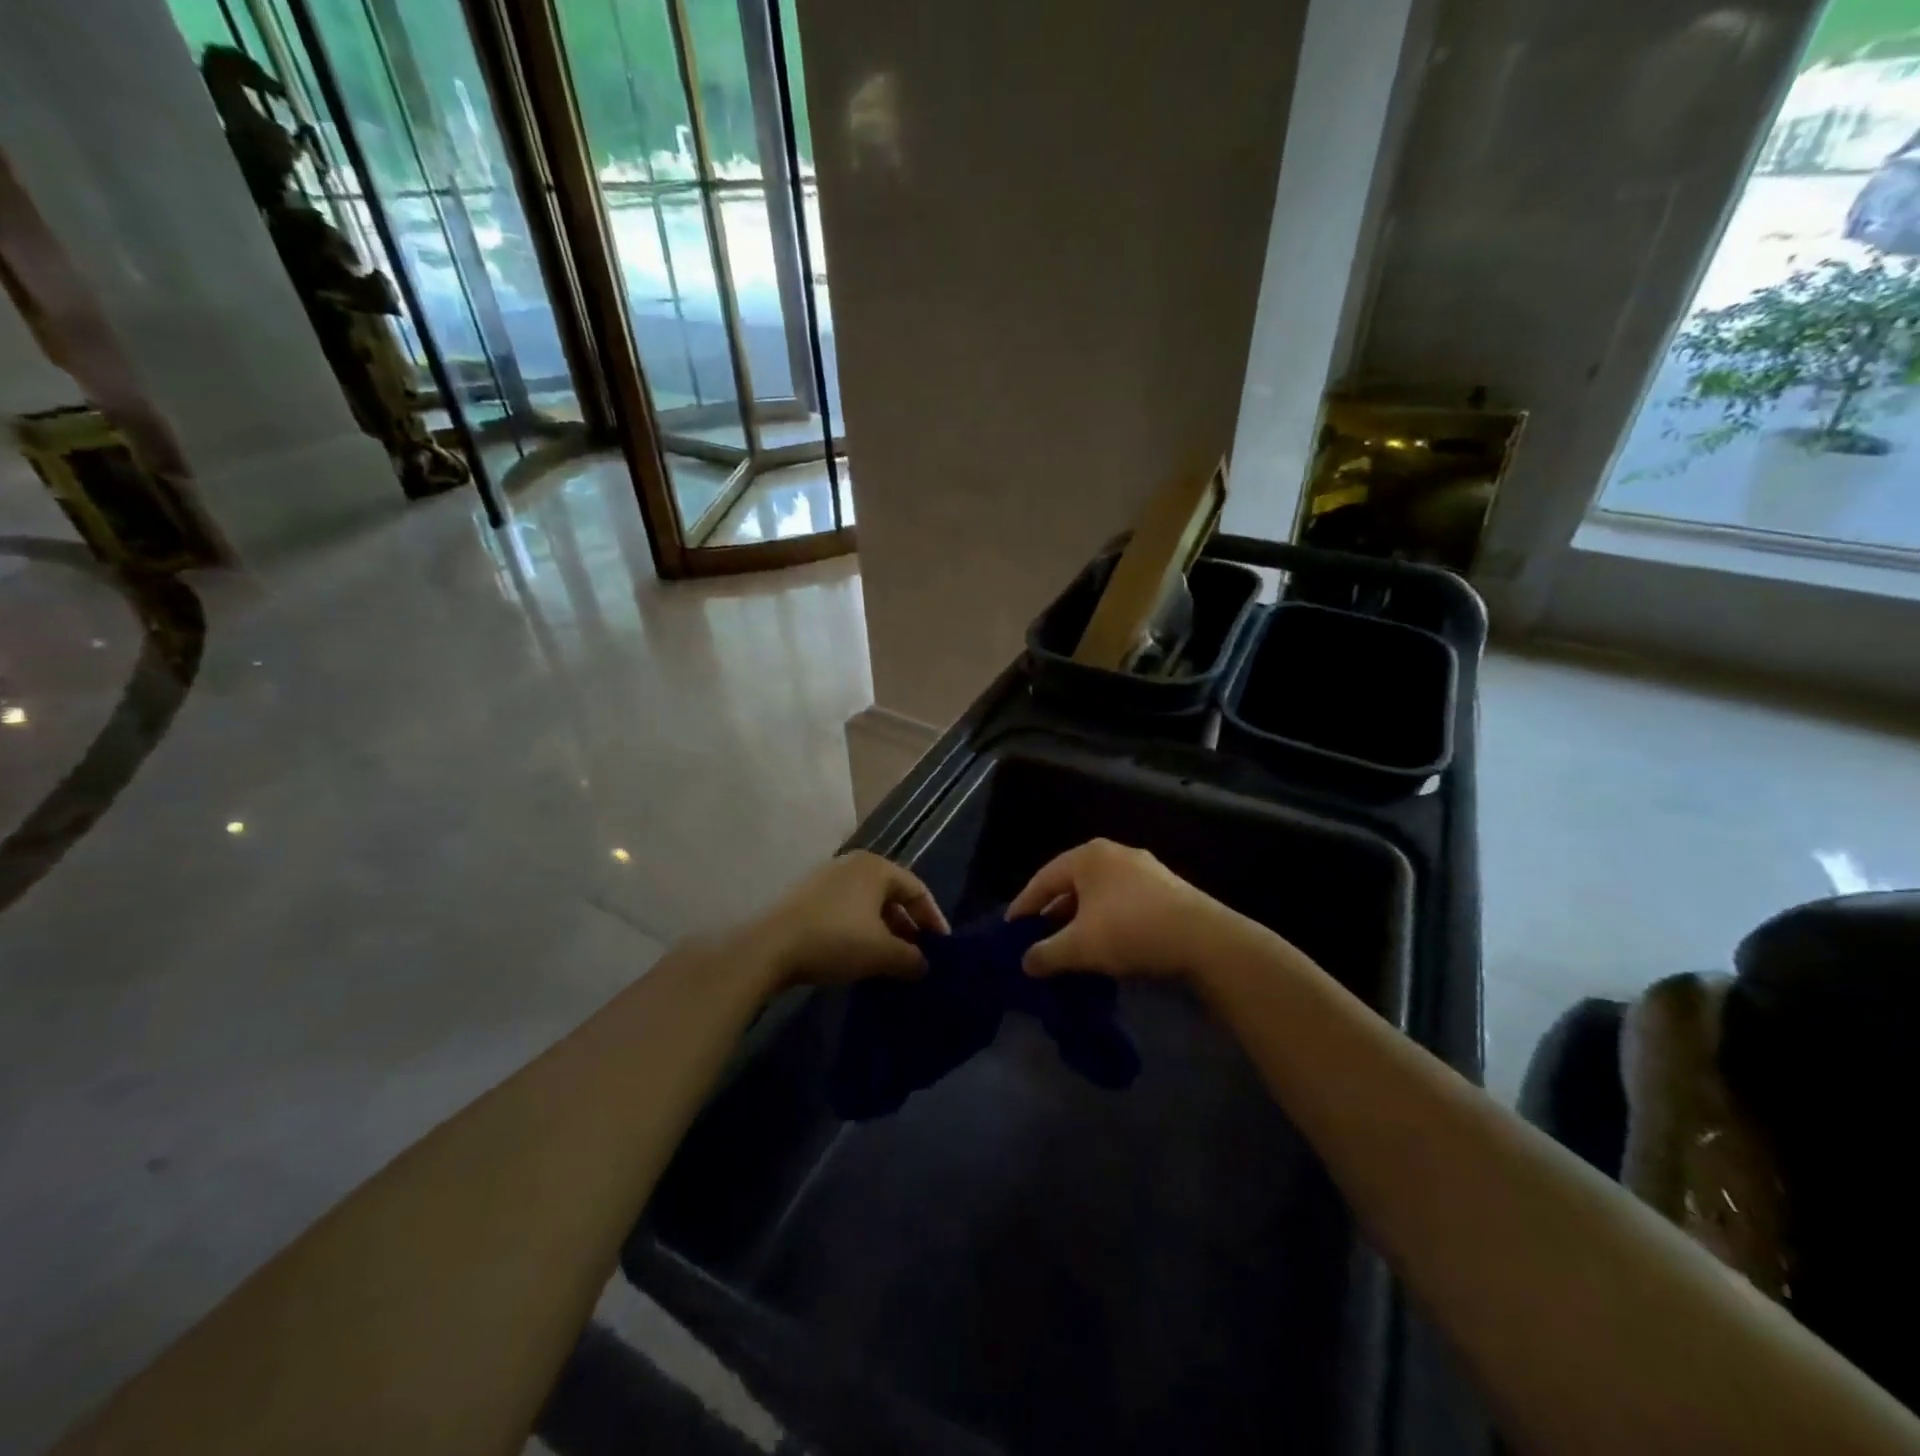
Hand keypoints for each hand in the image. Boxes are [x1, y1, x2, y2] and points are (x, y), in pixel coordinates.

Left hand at [749, 851, 948, 988]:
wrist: (768, 948)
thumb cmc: (835, 940)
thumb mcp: (881, 953)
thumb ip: (910, 958)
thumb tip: (923, 965)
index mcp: (876, 867)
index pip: (917, 889)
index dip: (933, 919)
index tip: (941, 948)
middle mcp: (852, 864)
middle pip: (891, 895)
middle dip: (907, 926)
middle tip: (917, 956)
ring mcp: (825, 878)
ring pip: (867, 904)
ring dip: (883, 931)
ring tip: (890, 960)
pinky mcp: (806, 897)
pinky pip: (845, 910)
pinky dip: (859, 931)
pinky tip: (859, 956)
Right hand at [1007, 839, 1238, 978]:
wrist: (1204, 939)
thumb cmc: (1130, 931)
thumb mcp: (1079, 947)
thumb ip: (1046, 954)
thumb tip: (1026, 963)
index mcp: (1088, 856)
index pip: (1043, 879)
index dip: (1024, 905)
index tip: (1010, 929)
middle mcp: (1114, 854)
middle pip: (1071, 884)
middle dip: (1053, 913)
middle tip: (1037, 939)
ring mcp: (1144, 869)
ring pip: (1099, 894)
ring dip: (1081, 919)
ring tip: (1069, 946)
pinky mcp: (1167, 889)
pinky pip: (1122, 902)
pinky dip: (1106, 921)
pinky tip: (1106, 946)